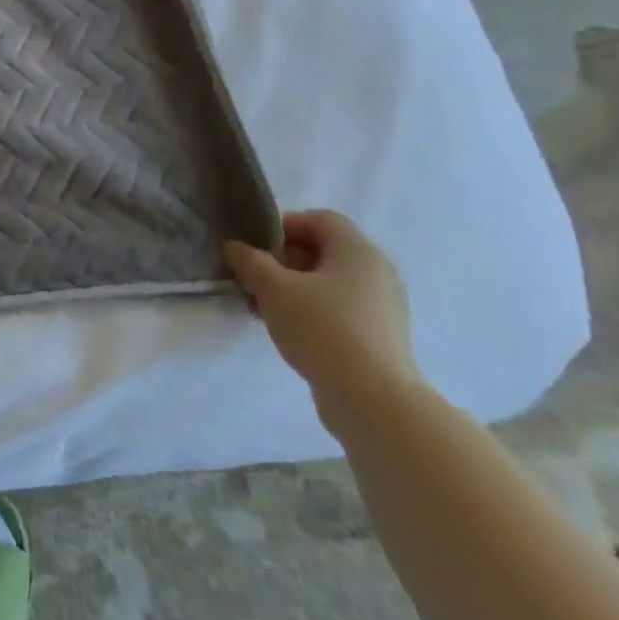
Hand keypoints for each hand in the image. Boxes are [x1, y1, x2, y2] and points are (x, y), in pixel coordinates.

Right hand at [224, 210, 423, 421]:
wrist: (373, 400)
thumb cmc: (322, 328)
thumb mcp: (273, 288)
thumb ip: (250, 261)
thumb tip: (235, 247)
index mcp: (357, 250)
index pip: (319, 219)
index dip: (283, 226)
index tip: (256, 249)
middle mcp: (377, 272)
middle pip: (323, 251)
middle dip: (283, 261)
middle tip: (254, 280)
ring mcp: (383, 307)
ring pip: (329, 284)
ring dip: (294, 289)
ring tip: (265, 309)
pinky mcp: (380, 337)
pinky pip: (340, 311)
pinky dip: (313, 313)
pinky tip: (290, 332)